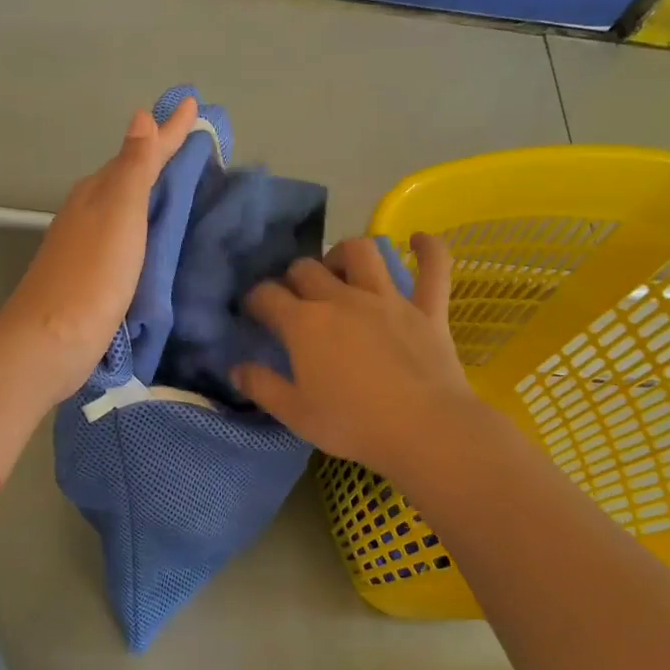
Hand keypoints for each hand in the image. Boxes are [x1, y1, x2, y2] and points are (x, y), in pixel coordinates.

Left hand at [0, 97, 199, 401]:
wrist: (51, 341)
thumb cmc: (92, 274)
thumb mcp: (119, 213)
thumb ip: (134, 167)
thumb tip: (141, 116)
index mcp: (98, 192)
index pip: (141, 153)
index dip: (169, 131)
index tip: (195, 105)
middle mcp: (90, 212)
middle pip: (131, 176)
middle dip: (162, 158)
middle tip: (196, 144)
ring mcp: (89, 246)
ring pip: (128, 208)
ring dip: (154, 193)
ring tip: (185, 186)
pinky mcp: (95, 278)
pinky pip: (129, 239)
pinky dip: (147, 228)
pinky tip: (159, 238)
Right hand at [234, 234, 477, 475]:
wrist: (424, 430)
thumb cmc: (352, 424)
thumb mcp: (295, 414)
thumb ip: (261, 386)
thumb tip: (236, 368)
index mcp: (305, 324)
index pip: (267, 295)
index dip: (256, 299)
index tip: (255, 312)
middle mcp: (342, 299)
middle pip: (307, 269)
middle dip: (293, 278)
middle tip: (295, 299)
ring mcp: (387, 300)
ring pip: (362, 252)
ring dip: (344, 253)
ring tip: (340, 270)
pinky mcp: (426, 310)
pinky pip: (433, 268)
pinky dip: (428, 250)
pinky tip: (419, 240)